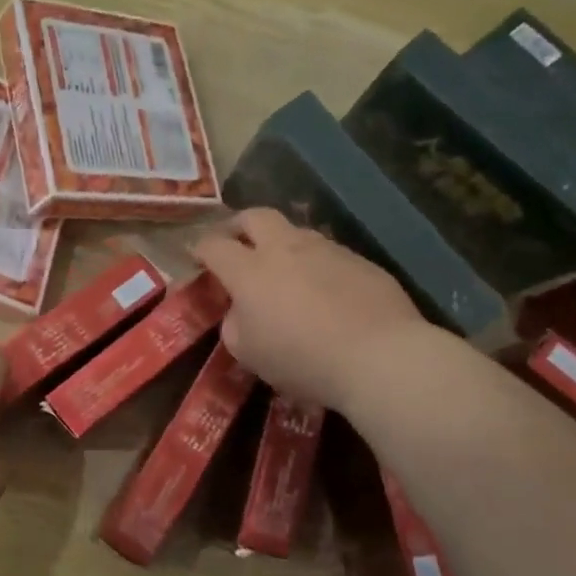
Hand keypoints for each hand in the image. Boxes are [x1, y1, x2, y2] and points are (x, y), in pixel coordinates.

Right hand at [192, 208, 434, 413]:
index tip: (196, 256)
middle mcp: (286, 248)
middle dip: (238, 226)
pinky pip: (329, 255)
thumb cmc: (302, 359)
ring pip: (296, 232)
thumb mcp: (248, 352)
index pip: (213, 245)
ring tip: (283, 271)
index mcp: (249, 270)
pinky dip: (316, 266)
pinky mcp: (361, 262)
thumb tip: (240, 310)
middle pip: (255, 216)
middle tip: (235, 243)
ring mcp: (327, 250)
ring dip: (281, 244)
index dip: (200, 248)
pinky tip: (325, 293)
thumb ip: (234, 324)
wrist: (380, 357)